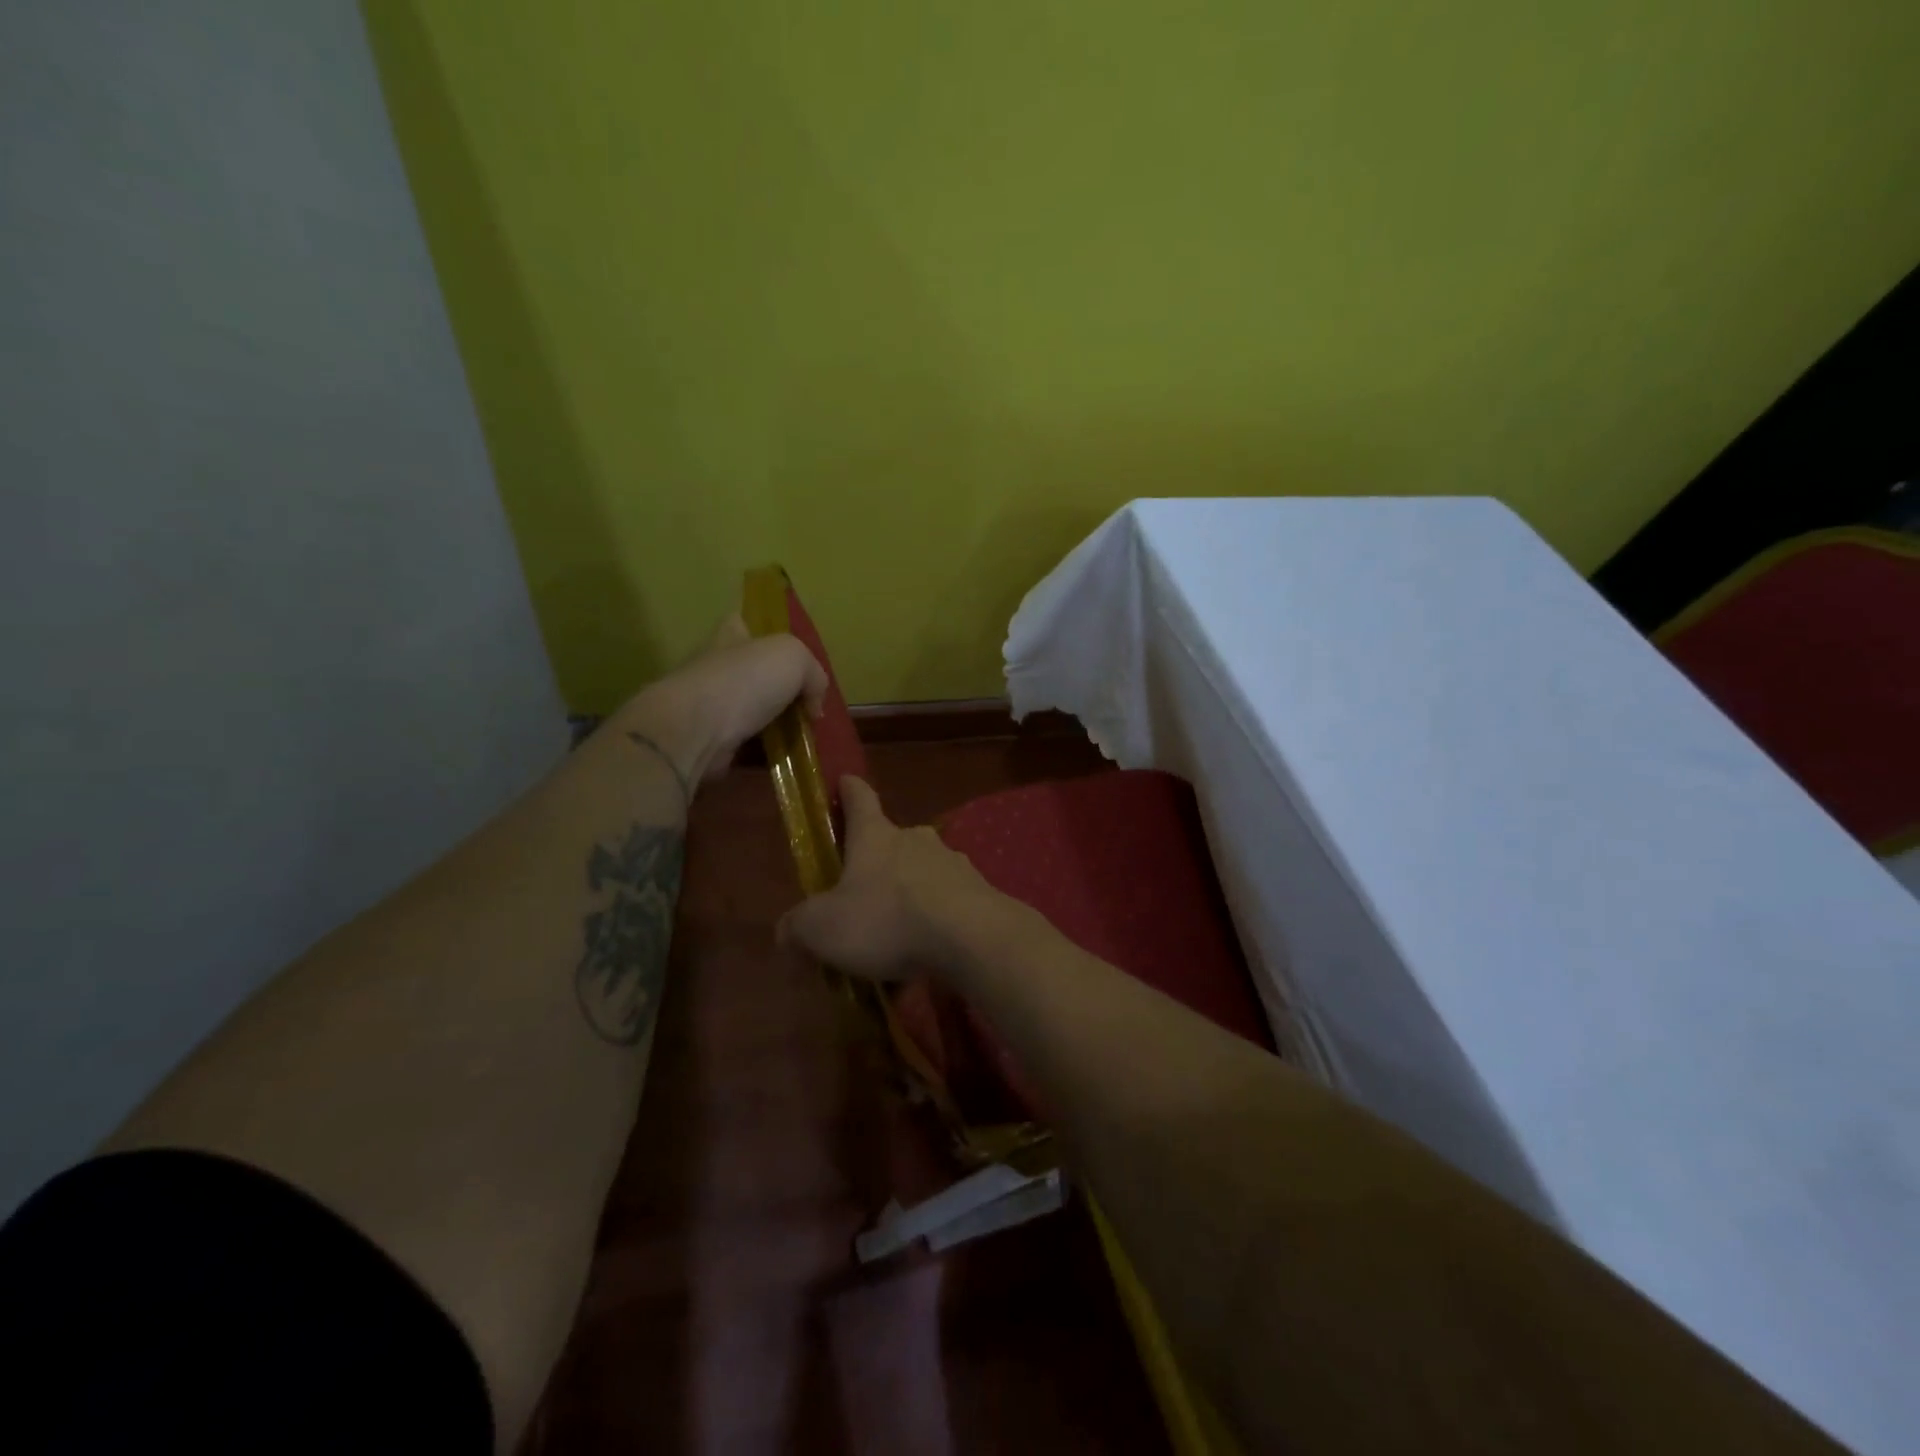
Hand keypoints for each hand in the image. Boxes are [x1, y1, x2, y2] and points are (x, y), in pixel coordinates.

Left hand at [613, 615, 827, 785]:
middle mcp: (719, 665)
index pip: (749, 623)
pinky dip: (767, 752)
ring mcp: (712, 705)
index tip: (796, 659)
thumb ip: (814, 674)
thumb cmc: (746, 680)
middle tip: (810, 707)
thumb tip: (813, 705)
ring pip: (755, 711)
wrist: (698, 729)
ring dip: (778, 725)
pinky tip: (788, 759)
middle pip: (757, 672)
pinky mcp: (712, 739)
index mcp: (732, 634)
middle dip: (783, 690)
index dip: (772, 636)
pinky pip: (748, 744)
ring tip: (806, 738)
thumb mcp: (795, 658)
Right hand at [777, 776, 1005, 980]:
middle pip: (893, 840)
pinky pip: (949, 903)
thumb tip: (785, 932)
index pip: (859, 798)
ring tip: (899, 937)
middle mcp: (916, 839)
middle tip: (864, 895)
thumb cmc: (886, 919)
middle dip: (879, 862)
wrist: (970, 938)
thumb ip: (798, 927)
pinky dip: (937, 922)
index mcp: (875, 836)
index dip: (849, 790)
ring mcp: (953, 864)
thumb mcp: (823, 929)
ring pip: (924, 873)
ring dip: (910, 895)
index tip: (845, 781)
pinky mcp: (980, 893)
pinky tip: (929, 956)